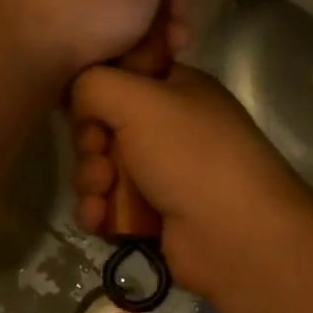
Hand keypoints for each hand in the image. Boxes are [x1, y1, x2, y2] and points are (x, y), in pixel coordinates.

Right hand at [71, 64, 312, 302]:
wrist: (235, 237)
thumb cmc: (190, 155)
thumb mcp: (138, 99)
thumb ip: (93, 84)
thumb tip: (77, 101)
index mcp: (177, 88)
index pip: (123, 74)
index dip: (97, 89)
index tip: (85, 104)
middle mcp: (170, 127)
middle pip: (104, 124)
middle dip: (90, 142)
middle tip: (98, 154)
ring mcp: (162, 173)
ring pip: (101, 166)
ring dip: (91, 179)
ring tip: (101, 194)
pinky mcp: (152, 214)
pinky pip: (108, 203)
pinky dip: (99, 210)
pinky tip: (99, 219)